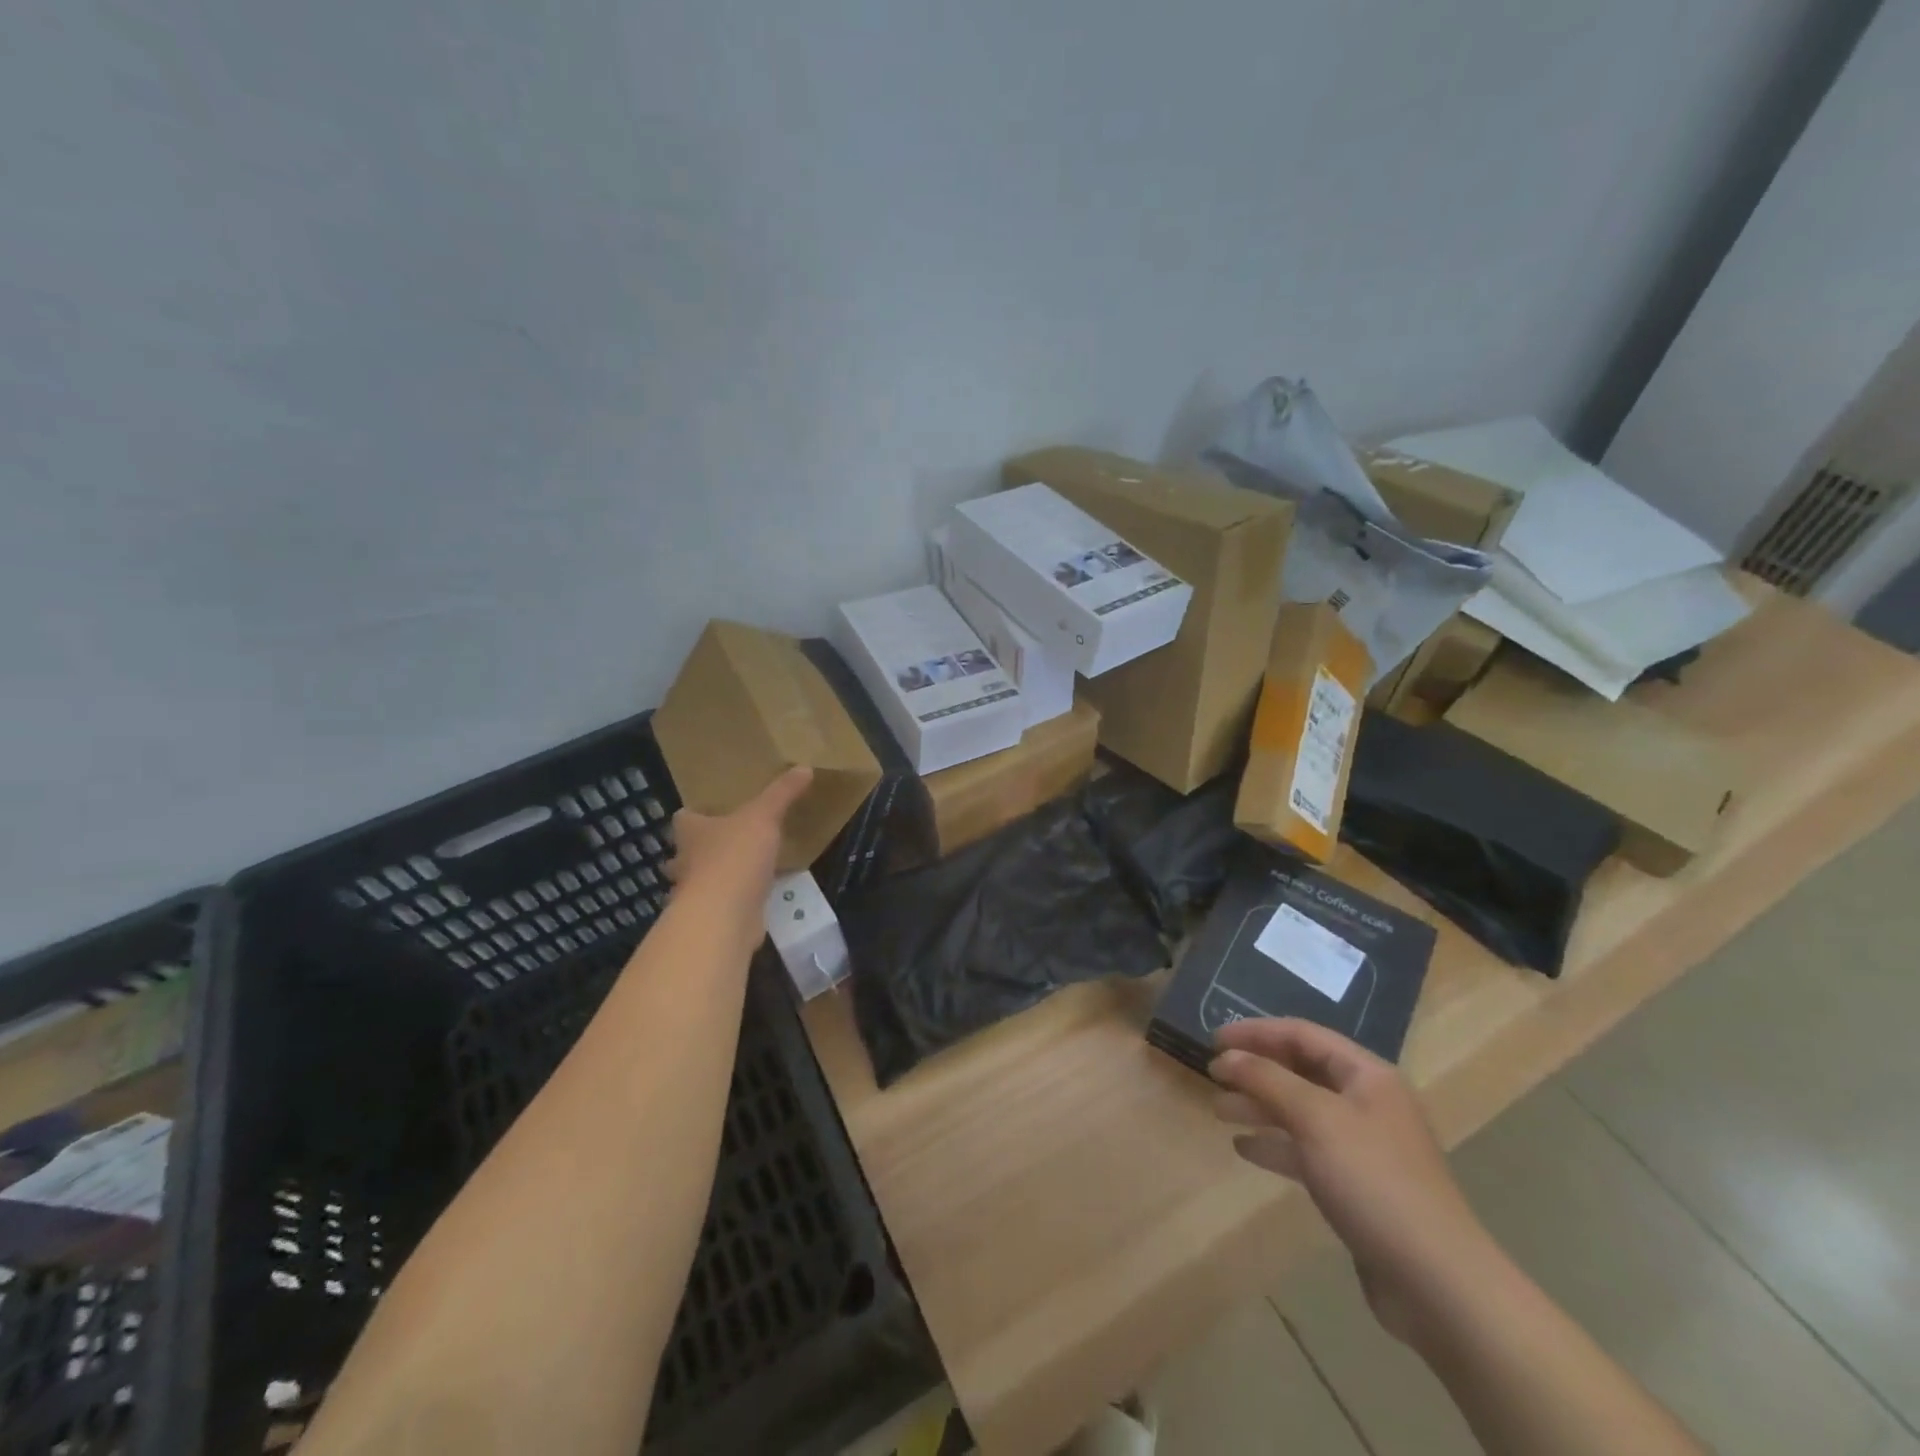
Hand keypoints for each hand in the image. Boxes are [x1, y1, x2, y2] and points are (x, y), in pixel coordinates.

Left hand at [666, 767, 812, 909]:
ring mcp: (695, 895)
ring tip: (745, 871)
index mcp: (691, 832)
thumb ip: (782, 793)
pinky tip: (755, 899)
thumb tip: (805, 767)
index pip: (683, 819)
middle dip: (701, 850)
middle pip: (686, 853)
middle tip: (728, 843)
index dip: (695, 815)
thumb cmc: (735, 856)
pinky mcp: (711, 919)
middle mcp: (686, 862)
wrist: (724, 916)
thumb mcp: (764, 817)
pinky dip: (734, 902)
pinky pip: (721, 906)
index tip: (711, 813)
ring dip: (717, 878)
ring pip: (701, 882)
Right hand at [1210, 1018, 1491, 1344]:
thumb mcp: (1316, 1119)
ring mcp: (1362, 1146)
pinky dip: (1275, 1144)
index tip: (1213, 1040)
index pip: (1302, 1035)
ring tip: (1218, 1111)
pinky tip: (1243, 1148)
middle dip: (1256, 1070)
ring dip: (1259, 1106)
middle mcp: (1366, 1102)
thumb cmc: (1375, 1181)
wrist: (1437, 1283)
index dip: (1256, 1032)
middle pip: (1300, 1070)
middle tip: (1212, 1075)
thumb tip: (1227, 1055)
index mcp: (1367, 1075)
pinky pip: (1306, 1150)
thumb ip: (1267, 1080)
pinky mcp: (1355, 1185)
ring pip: (1300, 1111)